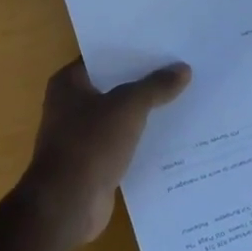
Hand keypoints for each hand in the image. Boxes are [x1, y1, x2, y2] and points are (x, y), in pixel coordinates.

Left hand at [19, 59, 191, 245]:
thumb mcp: (128, 108)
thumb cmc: (90, 145)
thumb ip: (155, 87)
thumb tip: (183, 69)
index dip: (133, 51)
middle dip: (144, 81)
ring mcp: (81, 135)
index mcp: (68, 83)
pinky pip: (123, 141)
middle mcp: (70, 105)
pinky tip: (173, 134)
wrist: (67, 205)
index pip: (104, 56)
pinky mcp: (93, 161)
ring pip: (120, 115)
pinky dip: (143, 138)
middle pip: (114, 85)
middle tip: (182, 69)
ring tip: (185, 98)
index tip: (164, 45)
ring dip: (146, 111)